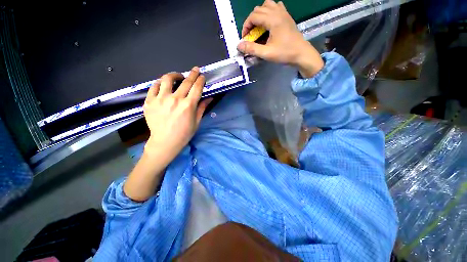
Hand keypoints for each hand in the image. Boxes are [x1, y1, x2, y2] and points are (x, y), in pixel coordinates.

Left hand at [143, 67, 211, 160]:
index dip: (200, 80)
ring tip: (178, 76)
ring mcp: (160, 99)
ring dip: (175, 75)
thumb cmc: (184, 133)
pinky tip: (164, 85)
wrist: (165, 142)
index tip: (202, 76)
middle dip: (192, 74)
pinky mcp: (149, 101)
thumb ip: (202, 107)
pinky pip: (154, 87)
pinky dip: (160, 83)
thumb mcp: (197, 121)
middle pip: (185, 81)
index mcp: (188, 105)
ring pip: (167, 79)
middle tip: (195, 69)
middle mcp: (175, 99)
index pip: (196, 88)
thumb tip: (209, 98)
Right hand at [237, 0, 323, 77]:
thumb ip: (252, 49)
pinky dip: (269, 12)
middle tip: (251, 35)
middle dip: (251, 21)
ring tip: (259, 27)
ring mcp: (284, 13)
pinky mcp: (287, 16)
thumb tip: (239, 45)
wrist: (301, 53)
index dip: (246, 26)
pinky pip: (276, 7)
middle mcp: (278, 12)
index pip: (253, 16)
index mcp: (273, 20)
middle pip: (259, 9)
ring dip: (260, 15)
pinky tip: (269, 23)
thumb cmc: (285, 53)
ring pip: (267, 5)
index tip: (245, 38)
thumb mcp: (266, 53)